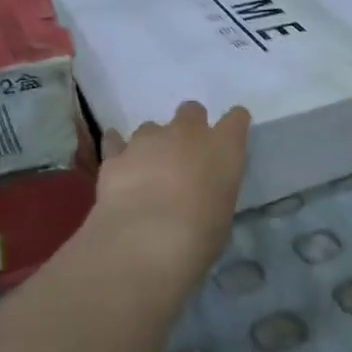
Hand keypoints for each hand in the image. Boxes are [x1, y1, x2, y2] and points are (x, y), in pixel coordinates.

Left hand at [93, 101, 250, 287]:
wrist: (147, 239)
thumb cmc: (201, 234)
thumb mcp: (223, 213)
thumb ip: (215, 191)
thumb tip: (203, 194)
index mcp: (224, 147)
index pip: (236, 120)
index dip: (233, 125)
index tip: (229, 139)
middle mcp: (188, 133)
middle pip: (191, 112)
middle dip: (189, 127)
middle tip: (186, 155)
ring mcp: (148, 139)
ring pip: (151, 128)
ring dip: (154, 144)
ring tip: (150, 171)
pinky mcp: (115, 154)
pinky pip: (116, 142)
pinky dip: (119, 149)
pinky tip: (120, 164)